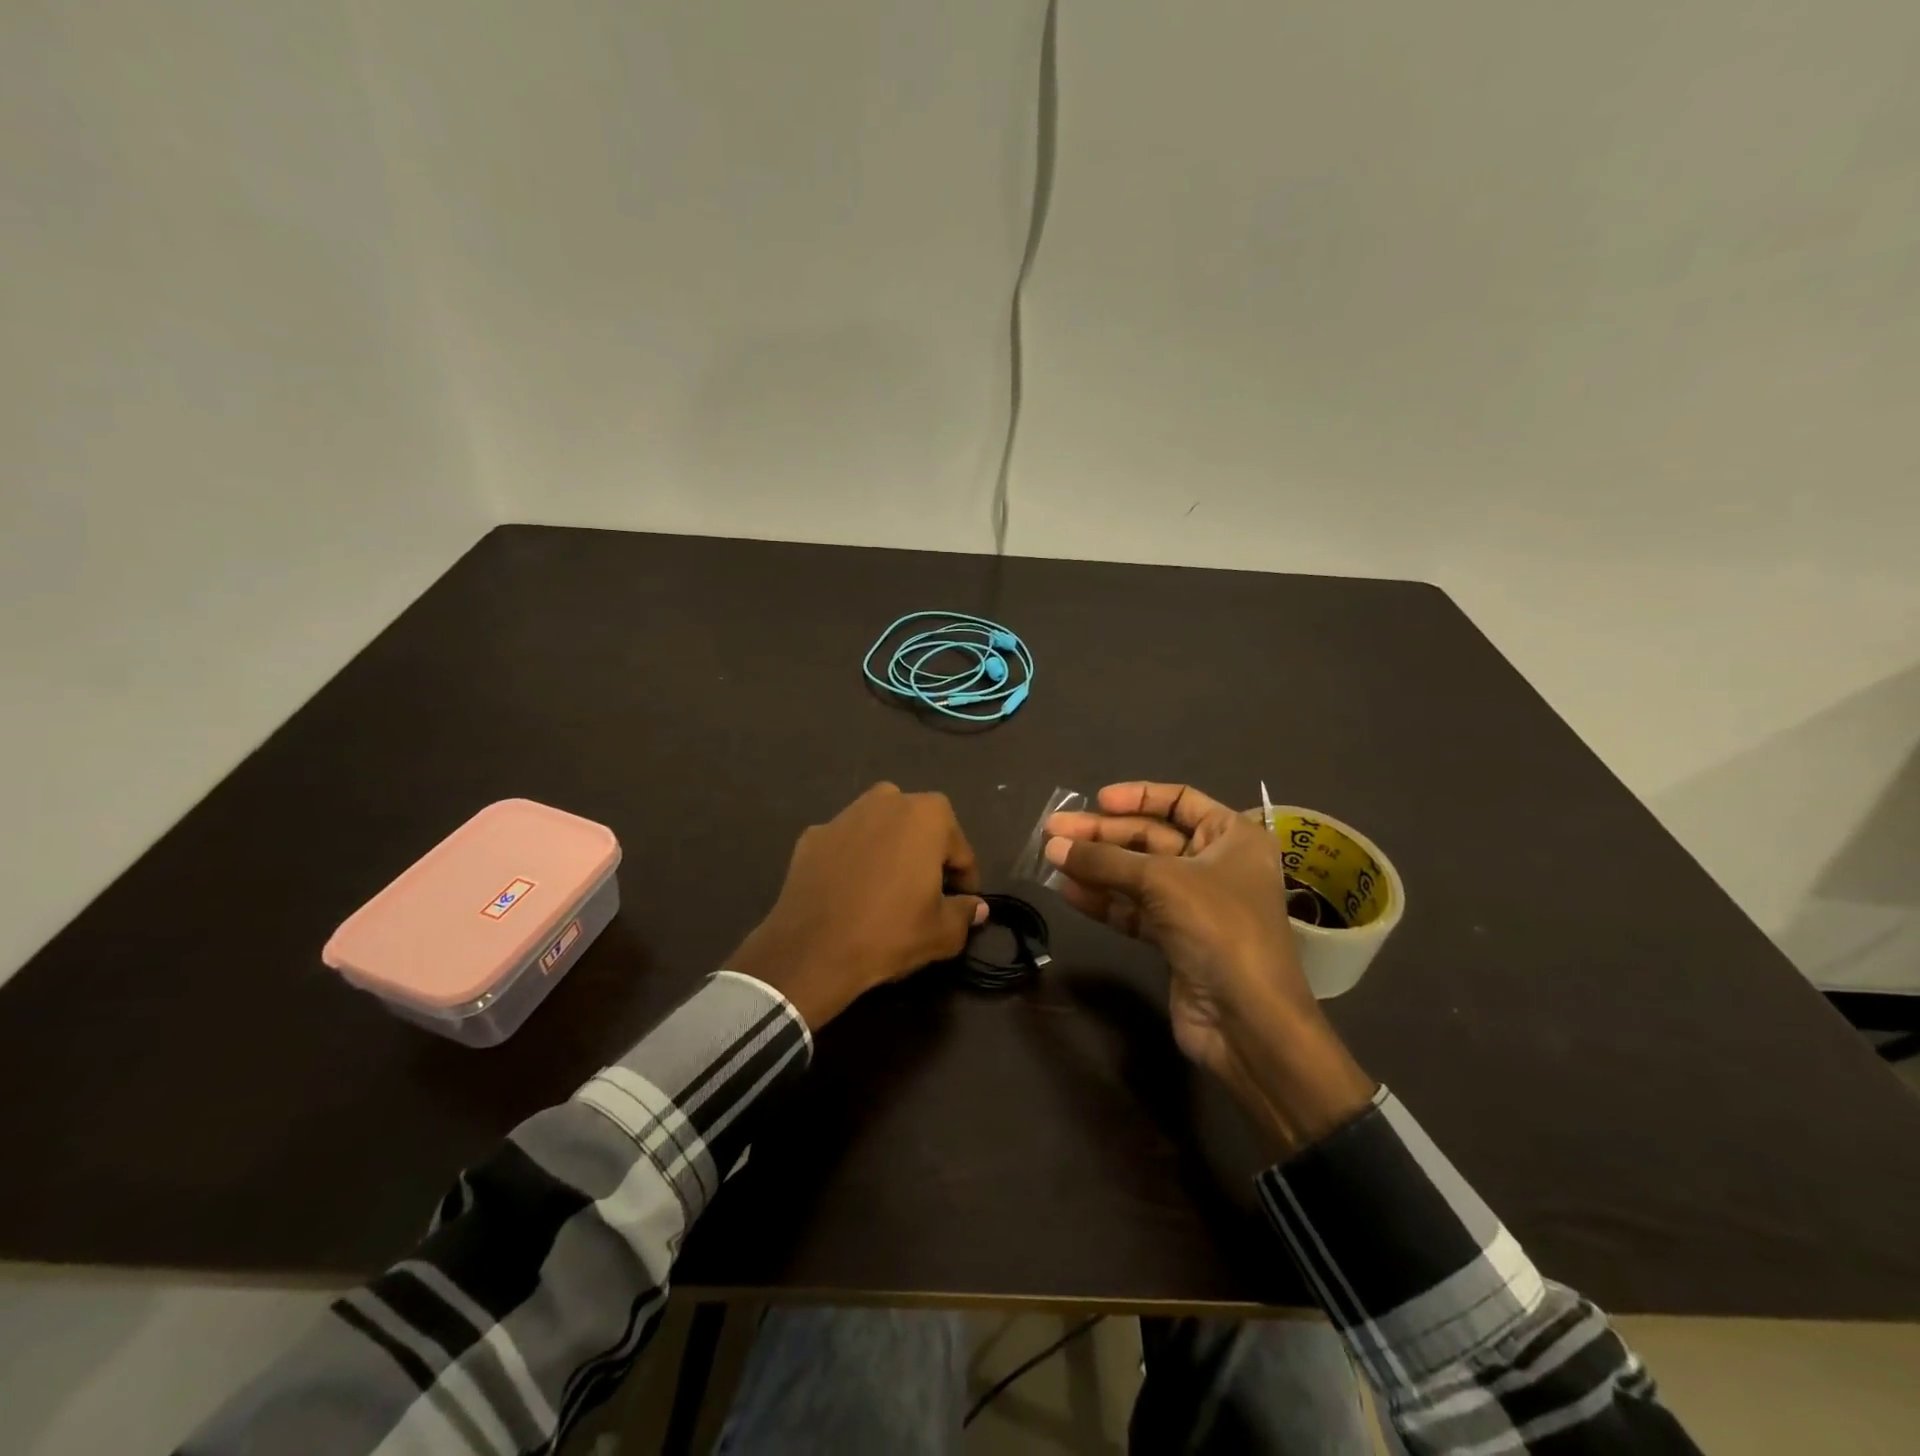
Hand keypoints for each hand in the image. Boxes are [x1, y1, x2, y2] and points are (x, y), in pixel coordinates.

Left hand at [728, 784, 986, 1029]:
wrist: (811, 949)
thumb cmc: (889, 932)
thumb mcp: (942, 933)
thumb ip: (965, 913)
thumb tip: (976, 907)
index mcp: (927, 815)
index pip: (960, 850)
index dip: (964, 880)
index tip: (960, 904)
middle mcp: (887, 801)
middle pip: (920, 830)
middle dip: (926, 856)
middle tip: (925, 895)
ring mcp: (845, 814)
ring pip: (880, 830)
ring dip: (889, 852)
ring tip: (886, 892)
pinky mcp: (812, 835)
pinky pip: (846, 845)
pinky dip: (852, 861)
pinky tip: (850, 893)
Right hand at [1045, 782, 1374, 1153]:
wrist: (1249, 1022)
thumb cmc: (1219, 929)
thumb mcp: (1161, 882)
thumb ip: (1104, 861)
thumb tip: (1052, 846)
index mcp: (1233, 837)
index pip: (1180, 800)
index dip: (1137, 796)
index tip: (1096, 799)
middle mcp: (1216, 864)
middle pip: (1151, 837)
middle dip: (1103, 834)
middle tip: (1054, 831)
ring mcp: (1195, 904)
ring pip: (1137, 875)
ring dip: (1097, 867)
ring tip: (1052, 858)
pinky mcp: (1176, 939)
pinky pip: (1134, 909)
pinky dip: (1104, 900)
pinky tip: (1070, 892)